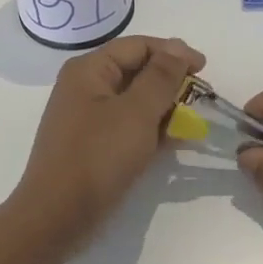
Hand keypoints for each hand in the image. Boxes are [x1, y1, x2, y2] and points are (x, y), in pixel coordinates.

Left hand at [9, 36, 205, 253]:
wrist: (57, 217)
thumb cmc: (98, 157)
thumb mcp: (137, 112)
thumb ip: (161, 76)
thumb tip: (179, 46)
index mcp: (89, 70)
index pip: (138, 46)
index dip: (174, 53)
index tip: (205, 69)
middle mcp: (85, 87)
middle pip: (135, 70)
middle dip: (170, 81)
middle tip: (201, 98)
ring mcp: (87, 117)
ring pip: (134, 100)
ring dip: (164, 107)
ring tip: (191, 122)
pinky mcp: (92, 144)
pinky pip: (127, 125)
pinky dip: (150, 128)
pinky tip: (173, 141)